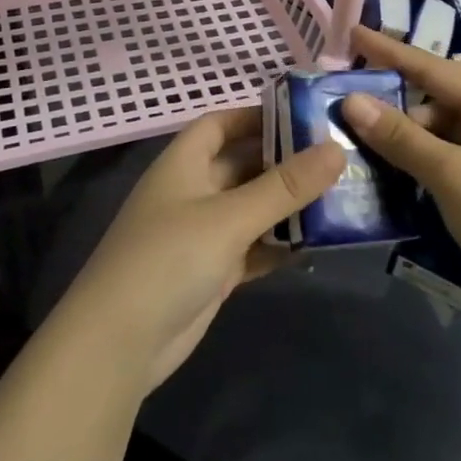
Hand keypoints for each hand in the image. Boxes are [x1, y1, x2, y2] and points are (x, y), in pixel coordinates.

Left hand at [52, 107, 344, 393]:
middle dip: (285, 161)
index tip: (306, 116)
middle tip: (338, 157)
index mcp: (184, 163)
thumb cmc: (169, 259)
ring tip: (341, 197)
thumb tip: (336, 148)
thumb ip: (285, 186)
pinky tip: (317, 244)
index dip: (258, 115)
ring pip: (252, 208)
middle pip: (243, 165)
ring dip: (288, 205)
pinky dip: (279, 244)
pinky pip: (253, 247)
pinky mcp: (213, 271)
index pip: (221, 123)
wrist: (119, 344)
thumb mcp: (230, 217)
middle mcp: (193, 191)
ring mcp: (202, 234)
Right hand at [340, 27, 460, 315]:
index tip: (355, 33)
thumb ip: (400, 137)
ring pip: (444, 131)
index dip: (392, 51)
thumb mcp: (450, 175)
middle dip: (397, 98)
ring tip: (362, 139)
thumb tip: (352, 101)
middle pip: (440, 98)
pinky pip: (450, 158)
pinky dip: (422, 159)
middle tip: (351, 100)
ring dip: (407, 134)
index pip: (436, 68)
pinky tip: (394, 169)